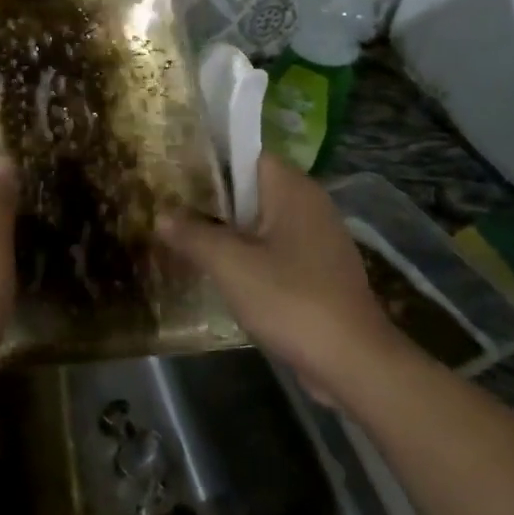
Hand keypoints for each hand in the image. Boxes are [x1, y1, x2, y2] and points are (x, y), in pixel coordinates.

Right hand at [157, 154, 400, 399]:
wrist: (352, 361)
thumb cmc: (290, 299)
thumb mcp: (230, 265)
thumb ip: (192, 234)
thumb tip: (161, 215)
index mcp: (292, 188)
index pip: (246, 153)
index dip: (210, 158)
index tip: (174, 171)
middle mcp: (309, 203)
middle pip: (252, 187)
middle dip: (212, 197)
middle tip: (168, 205)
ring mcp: (317, 238)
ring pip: (262, 220)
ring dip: (228, 228)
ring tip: (184, 236)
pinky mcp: (318, 269)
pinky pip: (275, 248)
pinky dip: (248, 253)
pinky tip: (220, 270)